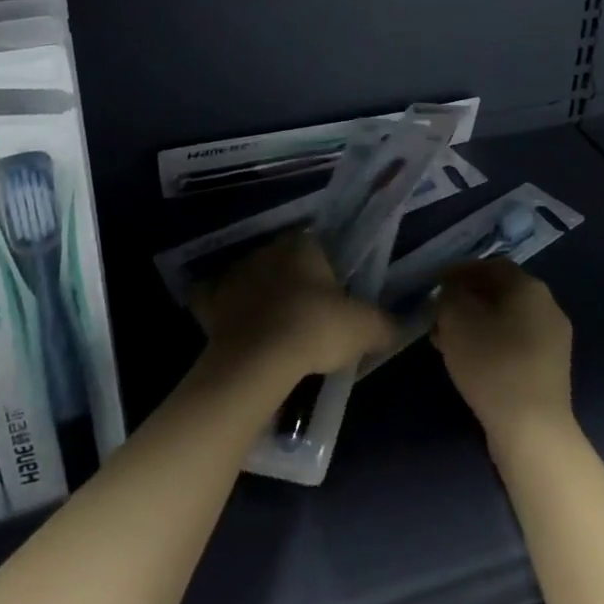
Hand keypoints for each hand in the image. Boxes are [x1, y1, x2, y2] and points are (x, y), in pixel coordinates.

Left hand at [190, 230, 396, 387]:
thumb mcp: (364, 327)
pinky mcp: (209, 302)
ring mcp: (233, 274)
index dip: (325, 272)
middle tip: (306, 317)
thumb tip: (395, 326)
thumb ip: (384, 323)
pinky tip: (235, 330)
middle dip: (292, 283)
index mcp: (302, 244)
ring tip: (273, 330)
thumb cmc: (315, 328)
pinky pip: (215, 301)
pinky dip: (223, 312)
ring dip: (258, 297)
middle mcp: (266, 250)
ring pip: (250, 279)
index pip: (317, 248)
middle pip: (283, 263)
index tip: (332, 299)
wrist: (258, 360)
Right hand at [433, 258, 572, 444]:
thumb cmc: (492, 363)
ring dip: (475, 324)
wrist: (532, 429)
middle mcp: (547, 307)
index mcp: (529, 287)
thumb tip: (453, 292)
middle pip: (500, 292)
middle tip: (438, 313)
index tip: (435, 284)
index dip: (460, 271)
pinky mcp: (550, 370)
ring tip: (445, 340)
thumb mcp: (456, 319)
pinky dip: (490, 344)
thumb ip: (449, 295)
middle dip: (466, 300)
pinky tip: (468, 361)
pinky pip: (514, 344)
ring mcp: (553, 340)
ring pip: (505, 320)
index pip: (491, 265)